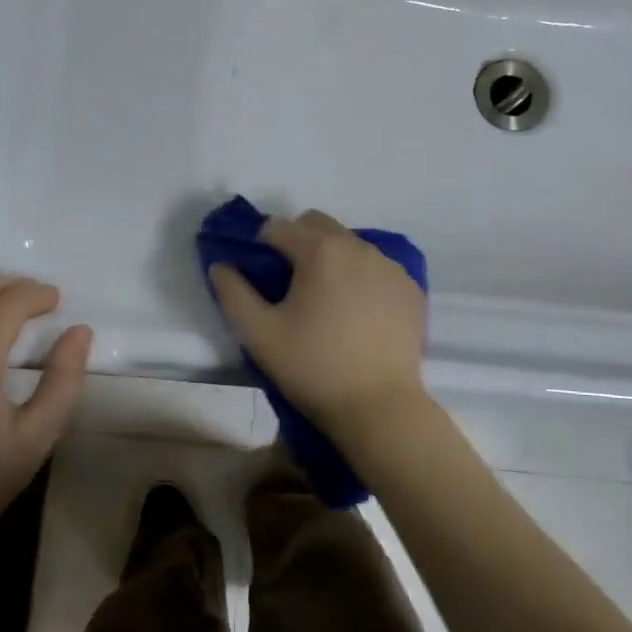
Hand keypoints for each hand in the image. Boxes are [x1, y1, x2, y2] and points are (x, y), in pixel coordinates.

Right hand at [209, 209, 426, 433]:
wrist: (379, 407)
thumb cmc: (313, 368)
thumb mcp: (258, 334)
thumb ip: (233, 293)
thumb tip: (221, 265)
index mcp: (320, 251)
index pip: (279, 227)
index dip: (261, 246)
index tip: (259, 277)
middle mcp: (359, 247)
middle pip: (318, 225)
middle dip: (298, 242)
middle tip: (290, 285)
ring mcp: (391, 266)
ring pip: (350, 245)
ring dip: (331, 259)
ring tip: (326, 301)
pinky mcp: (411, 289)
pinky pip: (377, 268)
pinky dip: (361, 278)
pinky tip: (357, 314)